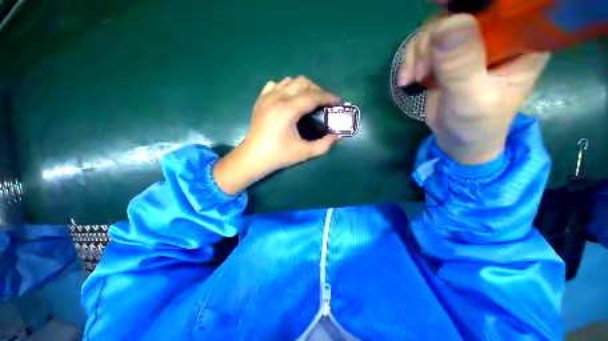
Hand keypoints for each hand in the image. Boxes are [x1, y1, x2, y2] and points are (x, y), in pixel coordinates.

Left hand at [213, 76, 339, 194]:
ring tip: (309, 100)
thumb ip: (324, 145)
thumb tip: (337, 136)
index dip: (328, 97)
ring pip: (289, 81)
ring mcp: (266, 97)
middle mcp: (277, 98)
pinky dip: (287, 88)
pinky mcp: (260, 100)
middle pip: (302, 82)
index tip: (337, 101)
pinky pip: (276, 85)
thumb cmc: (278, 156)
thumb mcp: (304, 153)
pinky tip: (290, 99)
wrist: (253, 158)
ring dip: (303, 87)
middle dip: (317, 90)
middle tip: (324, 102)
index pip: (313, 96)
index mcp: (287, 110)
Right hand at [398, 14, 549, 164]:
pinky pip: (425, 43)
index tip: (442, 9)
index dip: (470, 3)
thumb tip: (446, 25)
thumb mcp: (472, 99)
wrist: (458, 140)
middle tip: (423, 68)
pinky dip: (412, 58)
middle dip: (434, 36)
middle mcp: (498, 33)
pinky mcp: (449, 54)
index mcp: (521, 40)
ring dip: (419, 50)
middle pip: (461, 10)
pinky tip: (409, 78)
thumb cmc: (477, 125)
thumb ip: (461, 65)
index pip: (501, 4)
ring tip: (415, 78)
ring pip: (438, 25)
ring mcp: (470, 42)